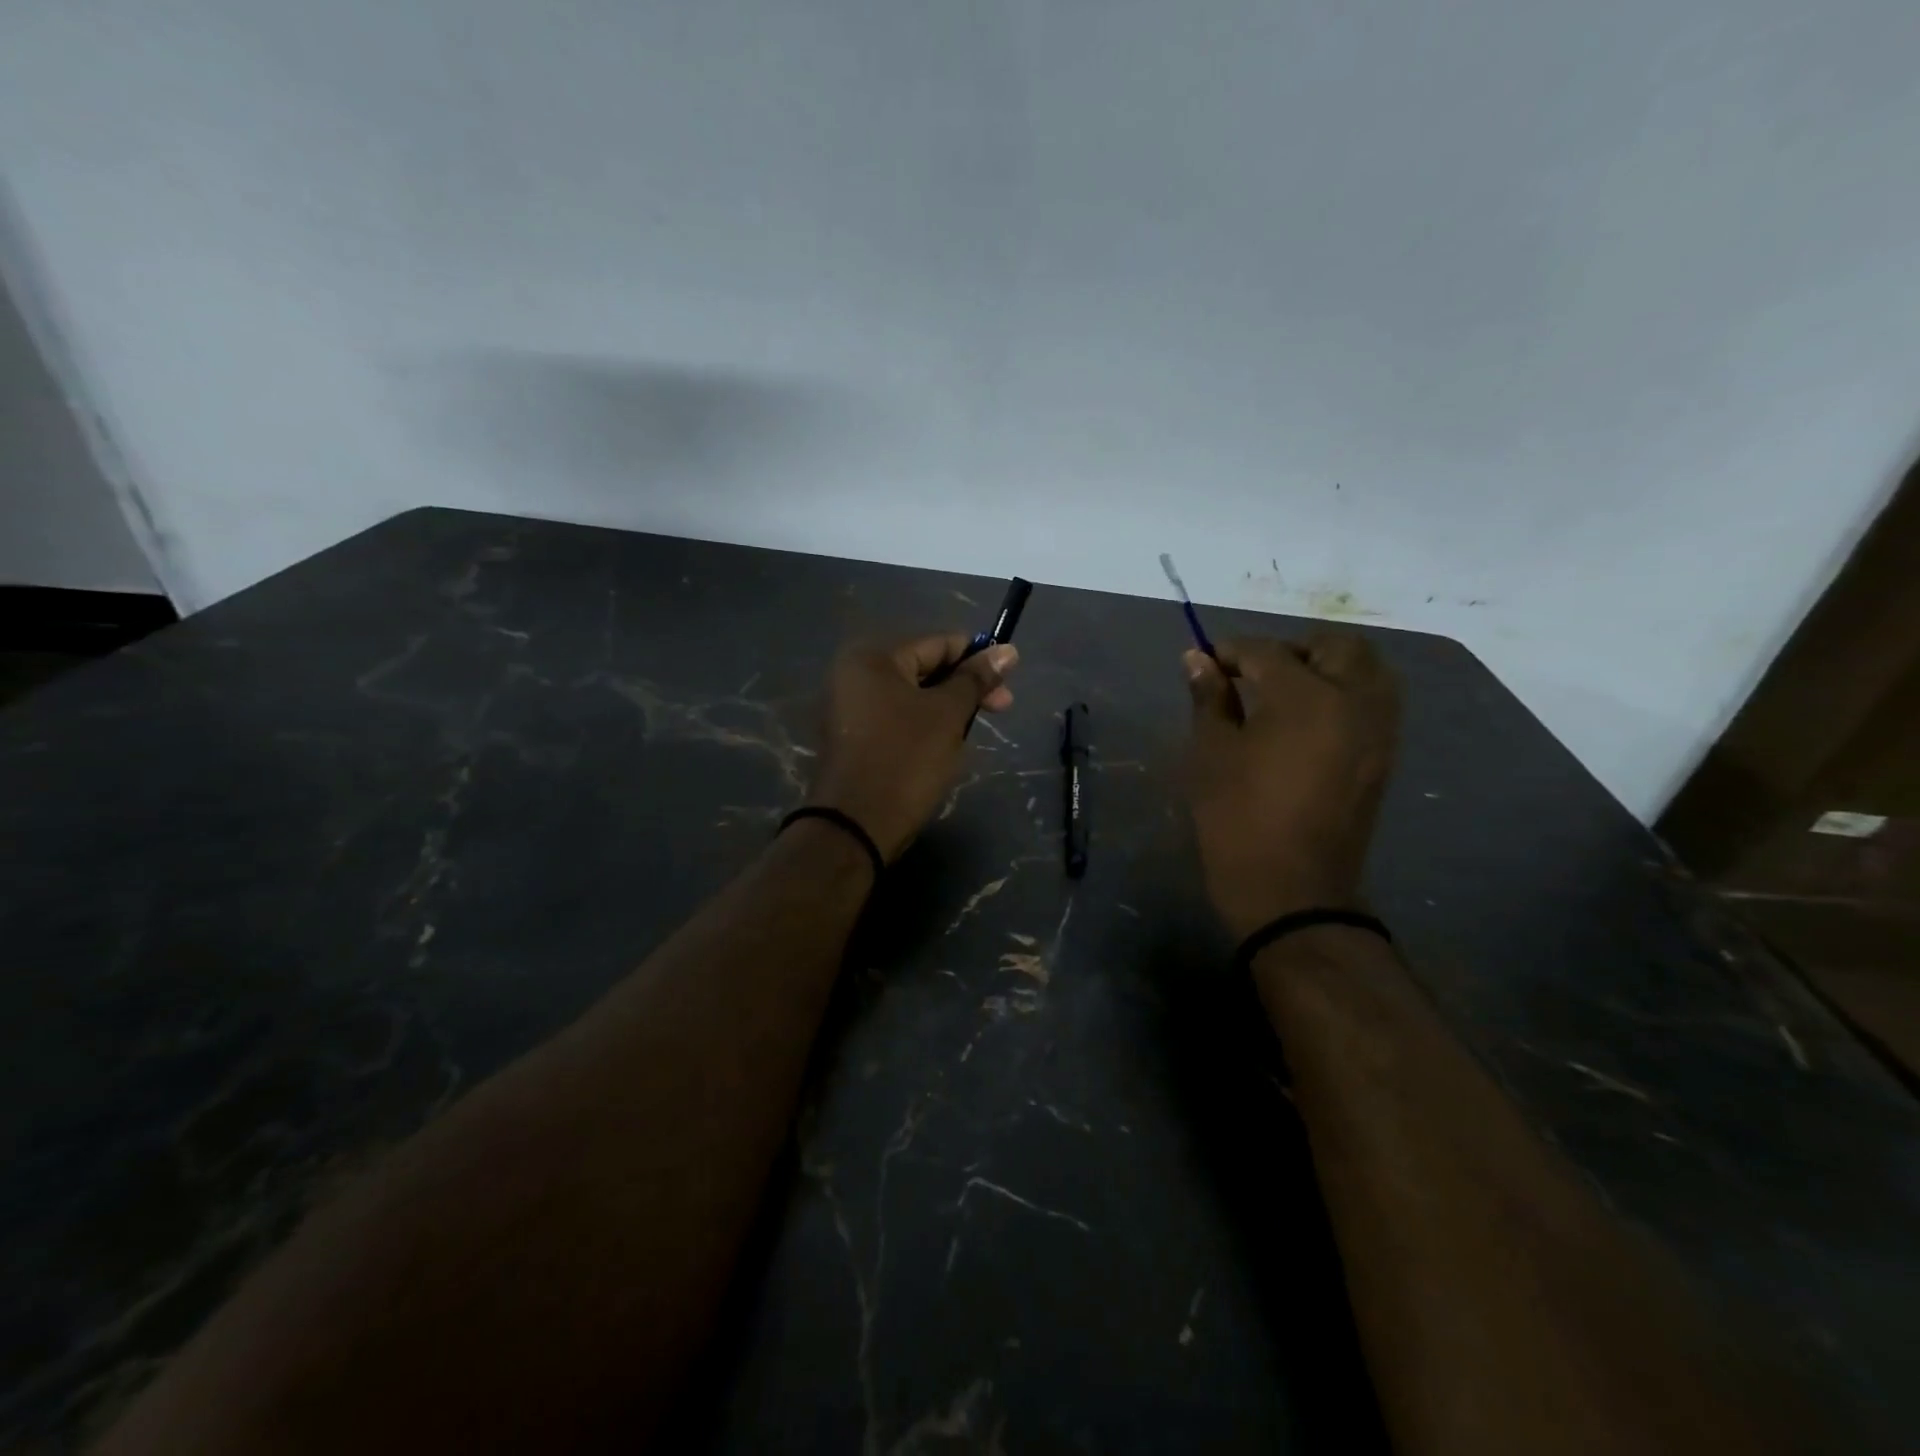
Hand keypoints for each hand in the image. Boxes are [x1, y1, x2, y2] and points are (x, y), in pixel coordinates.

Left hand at [806, 633, 1018, 862]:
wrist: (855, 826)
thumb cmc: (906, 760)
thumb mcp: (948, 714)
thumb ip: (976, 679)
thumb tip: (1008, 650)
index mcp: (872, 657)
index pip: (938, 643)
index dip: (978, 658)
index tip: (1010, 679)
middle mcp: (853, 674)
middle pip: (923, 668)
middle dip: (964, 688)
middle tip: (1001, 709)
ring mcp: (848, 708)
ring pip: (912, 697)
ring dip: (946, 710)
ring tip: (970, 733)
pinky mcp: (851, 738)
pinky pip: (896, 719)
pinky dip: (923, 727)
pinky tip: (944, 747)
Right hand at [1184, 633, 1400, 939]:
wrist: (1291, 890)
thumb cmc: (1238, 818)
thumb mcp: (1212, 754)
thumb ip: (1209, 699)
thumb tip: (1197, 659)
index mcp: (1307, 697)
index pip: (1267, 652)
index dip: (1231, 651)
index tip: (1206, 661)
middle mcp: (1355, 701)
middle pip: (1335, 646)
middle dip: (1292, 647)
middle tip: (1253, 670)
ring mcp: (1379, 729)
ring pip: (1367, 669)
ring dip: (1327, 665)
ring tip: (1285, 689)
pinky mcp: (1385, 756)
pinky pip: (1374, 701)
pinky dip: (1346, 691)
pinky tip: (1309, 716)